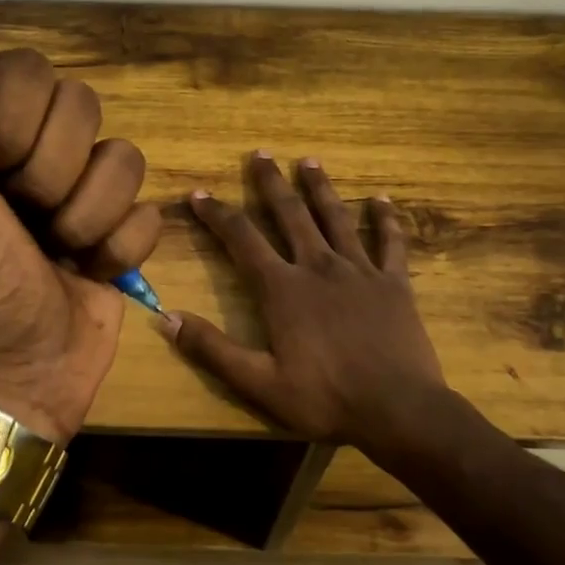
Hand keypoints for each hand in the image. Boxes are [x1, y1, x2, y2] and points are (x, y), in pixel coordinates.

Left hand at [0, 3, 160, 440]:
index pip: (28, 70)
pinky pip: (149, 210)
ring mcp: (80, 189)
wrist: (3, 372)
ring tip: (52, 252)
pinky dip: (117, 248)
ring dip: (86, 217)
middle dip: (48, 177)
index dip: (9, 126)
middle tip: (17, 221)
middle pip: (84, 108)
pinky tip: (85, 272)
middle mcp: (30, 147)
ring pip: (124, 158)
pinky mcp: (119, 229)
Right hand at [162, 153, 446, 444]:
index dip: (217, 214)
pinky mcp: (394, 283)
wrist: (398, 410)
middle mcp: (319, 267)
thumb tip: (166, 318)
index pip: (242, 239)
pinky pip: (390, 242)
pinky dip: (385, 219)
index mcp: (283, 289)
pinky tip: (382, 200)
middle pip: (290, 214)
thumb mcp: (259, 383)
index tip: (199, 194)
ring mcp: (360, 270)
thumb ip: (212, 349)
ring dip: (320, 187)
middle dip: (271, 183)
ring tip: (309, 161)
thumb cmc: (325, 399)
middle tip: (260, 154)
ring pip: (336, 217)